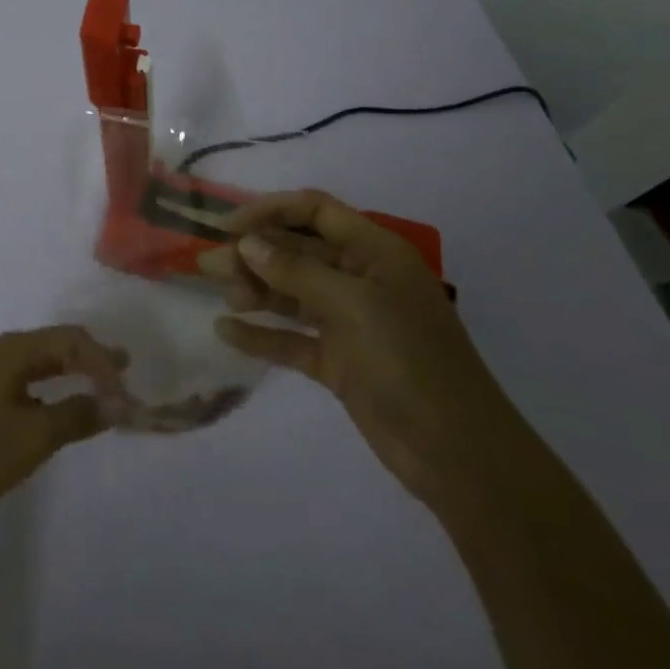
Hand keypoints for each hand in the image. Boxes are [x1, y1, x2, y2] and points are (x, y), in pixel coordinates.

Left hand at [0, 327, 128, 515]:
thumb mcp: (33, 437)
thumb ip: (77, 415)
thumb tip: (117, 402)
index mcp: (15, 349)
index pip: (71, 340)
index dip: (103, 362)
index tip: (126, 393)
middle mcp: (1, 349)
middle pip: (56, 342)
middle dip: (91, 357)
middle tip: (123, 371)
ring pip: (40, 358)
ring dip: (72, 369)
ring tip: (98, 383)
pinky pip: (26, 374)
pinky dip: (51, 382)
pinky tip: (56, 401)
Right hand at [206, 190, 528, 507]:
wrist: (460, 457)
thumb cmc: (411, 363)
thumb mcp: (354, 307)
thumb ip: (297, 272)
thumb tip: (249, 244)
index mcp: (374, 253)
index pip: (315, 211)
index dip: (271, 211)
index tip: (227, 225)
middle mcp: (360, 280)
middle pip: (296, 253)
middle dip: (254, 254)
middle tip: (208, 266)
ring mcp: (349, 322)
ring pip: (291, 293)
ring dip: (256, 291)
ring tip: (225, 299)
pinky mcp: (339, 362)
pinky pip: (291, 338)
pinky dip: (262, 334)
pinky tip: (227, 332)